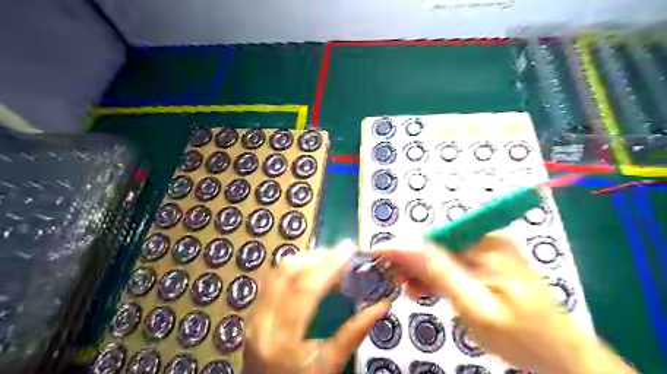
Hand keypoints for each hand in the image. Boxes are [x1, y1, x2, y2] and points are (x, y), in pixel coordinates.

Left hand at [243, 245, 391, 372]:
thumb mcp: (330, 367)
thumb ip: (354, 333)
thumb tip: (381, 306)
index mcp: (283, 339)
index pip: (306, 289)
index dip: (329, 265)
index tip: (348, 249)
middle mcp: (262, 321)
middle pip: (287, 272)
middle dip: (316, 256)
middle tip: (340, 255)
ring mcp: (253, 316)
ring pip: (277, 272)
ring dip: (304, 260)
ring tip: (328, 261)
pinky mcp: (252, 313)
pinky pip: (272, 280)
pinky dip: (293, 269)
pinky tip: (310, 272)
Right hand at [374, 230, 634, 373]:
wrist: (562, 357)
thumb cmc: (523, 338)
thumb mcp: (475, 307)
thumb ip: (438, 273)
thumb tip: (403, 246)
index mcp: (487, 243)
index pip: (432, 238)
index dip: (403, 247)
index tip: (377, 255)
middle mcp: (486, 239)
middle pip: (435, 244)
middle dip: (411, 261)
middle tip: (392, 281)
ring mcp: (487, 250)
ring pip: (441, 254)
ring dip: (421, 270)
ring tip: (406, 289)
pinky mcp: (486, 263)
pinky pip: (452, 264)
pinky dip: (436, 276)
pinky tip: (424, 288)